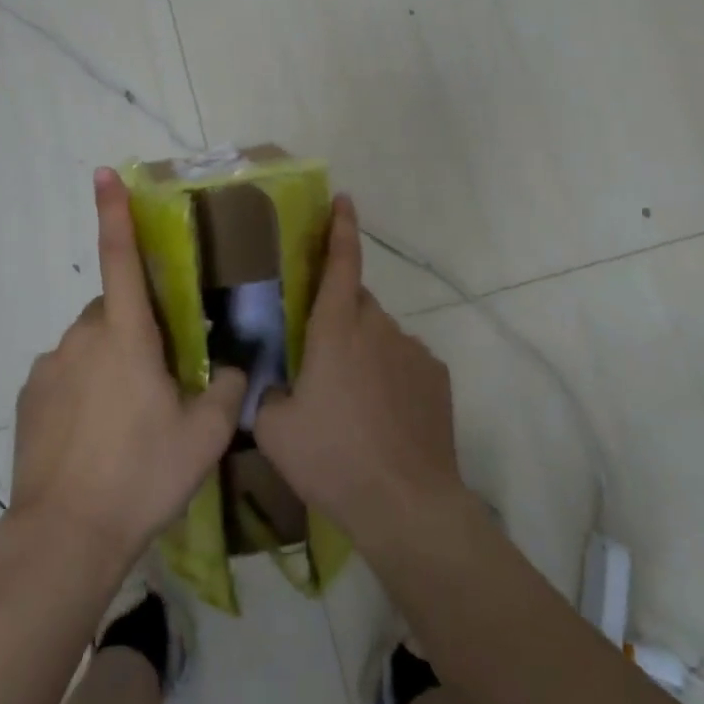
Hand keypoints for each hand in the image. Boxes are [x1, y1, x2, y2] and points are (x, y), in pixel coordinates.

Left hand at [9, 168, 246, 566]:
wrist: (65, 536)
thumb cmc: (142, 474)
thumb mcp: (205, 434)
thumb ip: (227, 388)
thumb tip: (234, 366)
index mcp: (126, 335)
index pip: (121, 258)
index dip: (115, 212)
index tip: (103, 174)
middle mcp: (82, 338)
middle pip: (114, 310)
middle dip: (137, 327)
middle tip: (161, 378)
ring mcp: (50, 367)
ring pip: (90, 344)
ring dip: (111, 361)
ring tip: (128, 419)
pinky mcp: (30, 397)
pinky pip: (66, 374)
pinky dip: (84, 388)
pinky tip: (96, 436)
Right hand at [254, 194, 465, 548]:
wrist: (406, 504)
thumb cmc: (333, 458)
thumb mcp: (274, 428)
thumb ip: (266, 391)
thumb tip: (274, 382)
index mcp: (336, 329)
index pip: (340, 262)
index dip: (340, 227)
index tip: (342, 200)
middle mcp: (378, 327)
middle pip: (355, 301)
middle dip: (337, 314)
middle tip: (320, 356)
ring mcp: (414, 351)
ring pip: (380, 333)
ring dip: (363, 349)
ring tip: (352, 400)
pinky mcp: (437, 377)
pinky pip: (405, 360)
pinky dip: (390, 373)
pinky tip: (383, 415)